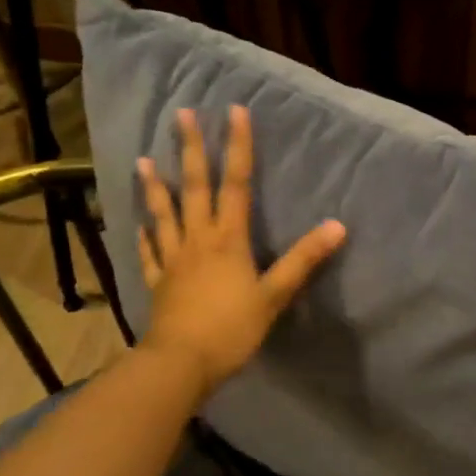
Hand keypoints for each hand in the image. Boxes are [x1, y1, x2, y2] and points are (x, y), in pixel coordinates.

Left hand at [137, 105, 345, 395]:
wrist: (181, 364)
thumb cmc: (231, 329)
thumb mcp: (274, 295)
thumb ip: (303, 260)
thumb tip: (337, 226)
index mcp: (228, 239)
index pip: (236, 183)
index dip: (238, 146)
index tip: (234, 112)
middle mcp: (198, 240)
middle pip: (195, 187)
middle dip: (191, 149)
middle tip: (181, 115)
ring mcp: (173, 260)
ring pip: (164, 215)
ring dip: (155, 186)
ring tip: (144, 161)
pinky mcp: (158, 283)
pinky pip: (149, 254)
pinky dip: (145, 238)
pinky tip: (138, 227)